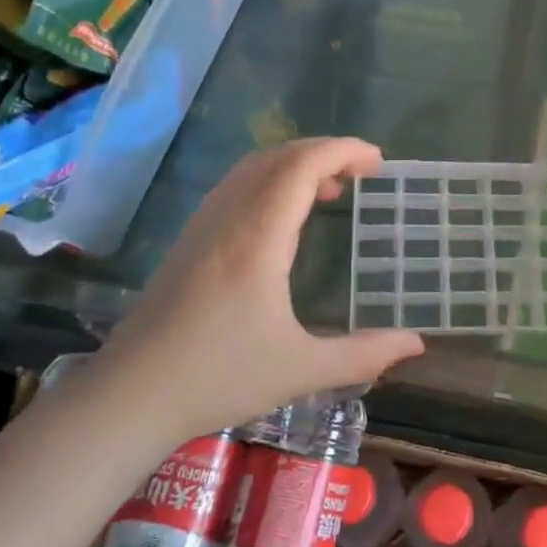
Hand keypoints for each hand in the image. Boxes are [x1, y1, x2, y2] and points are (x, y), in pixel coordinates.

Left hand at [103, 138, 424, 442]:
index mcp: (258, 235)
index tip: (378, 161)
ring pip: (253, 167)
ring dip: (295, 164)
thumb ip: (363, 355)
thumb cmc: (218, 377)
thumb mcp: (301, 369)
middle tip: (362, 172)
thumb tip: (415, 345)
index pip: (302, 165)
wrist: (130, 396)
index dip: (343, 151)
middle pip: (279, 157)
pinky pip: (236, 186)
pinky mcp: (189, 240)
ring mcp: (204, 225)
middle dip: (325, 152)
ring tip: (330, 190)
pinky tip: (283, 217)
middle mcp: (230, 217)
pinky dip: (270, 180)